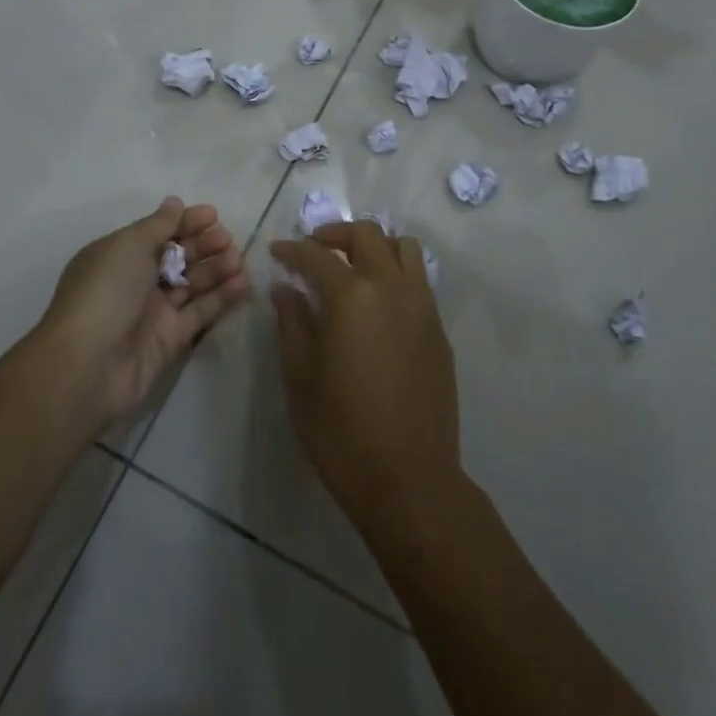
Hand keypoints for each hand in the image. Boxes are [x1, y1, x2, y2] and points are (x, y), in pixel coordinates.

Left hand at [36, 197, 248, 427]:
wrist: (88, 365)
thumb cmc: (105, 292)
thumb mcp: (128, 246)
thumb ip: (157, 225)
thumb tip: (174, 202)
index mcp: (119, 255)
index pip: (157, 232)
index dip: (185, 222)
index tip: (213, 215)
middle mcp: (136, 280)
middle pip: (177, 256)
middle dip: (203, 245)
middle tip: (227, 240)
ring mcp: (153, 311)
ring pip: (191, 283)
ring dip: (215, 269)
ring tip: (238, 260)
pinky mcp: (170, 339)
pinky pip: (200, 312)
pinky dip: (220, 298)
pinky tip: (242, 283)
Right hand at [269, 221, 462, 525]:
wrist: (411, 481)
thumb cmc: (343, 433)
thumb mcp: (301, 379)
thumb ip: (292, 324)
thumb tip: (285, 289)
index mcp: (353, 297)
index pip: (317, 255)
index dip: (292, 250)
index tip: (277, 252)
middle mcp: (392, 289)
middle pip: (367, 234)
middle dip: (335, 234)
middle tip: (313, 251)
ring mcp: (422, 307)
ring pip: (403, 248)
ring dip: (374, 246)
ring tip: (352, 268)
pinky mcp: (438, 330)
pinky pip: (418, 280)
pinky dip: (395, 272)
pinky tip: (377, 303)